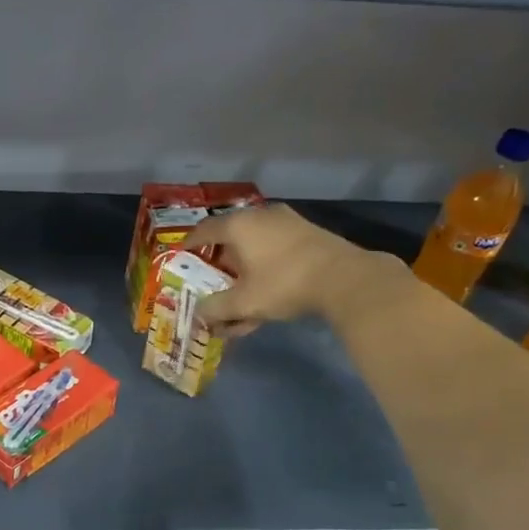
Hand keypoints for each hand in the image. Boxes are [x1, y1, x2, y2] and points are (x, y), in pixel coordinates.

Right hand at [196, 204, 379, 331]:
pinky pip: (275, 249)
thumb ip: (216, 308)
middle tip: (212, 278)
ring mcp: (288, 223)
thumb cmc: (284, 284)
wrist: (346, 279)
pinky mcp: (309, 234)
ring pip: (256, 245)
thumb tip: (198, 313)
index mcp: (239, 226)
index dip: (190, 244)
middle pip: (231, 236)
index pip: (204, 230)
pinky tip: (266, 291)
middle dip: (220, 261)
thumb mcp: (244, 302)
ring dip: (245, 268)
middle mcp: (261, 216)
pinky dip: (265, 267)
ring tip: (240, 292)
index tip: (182, 254)